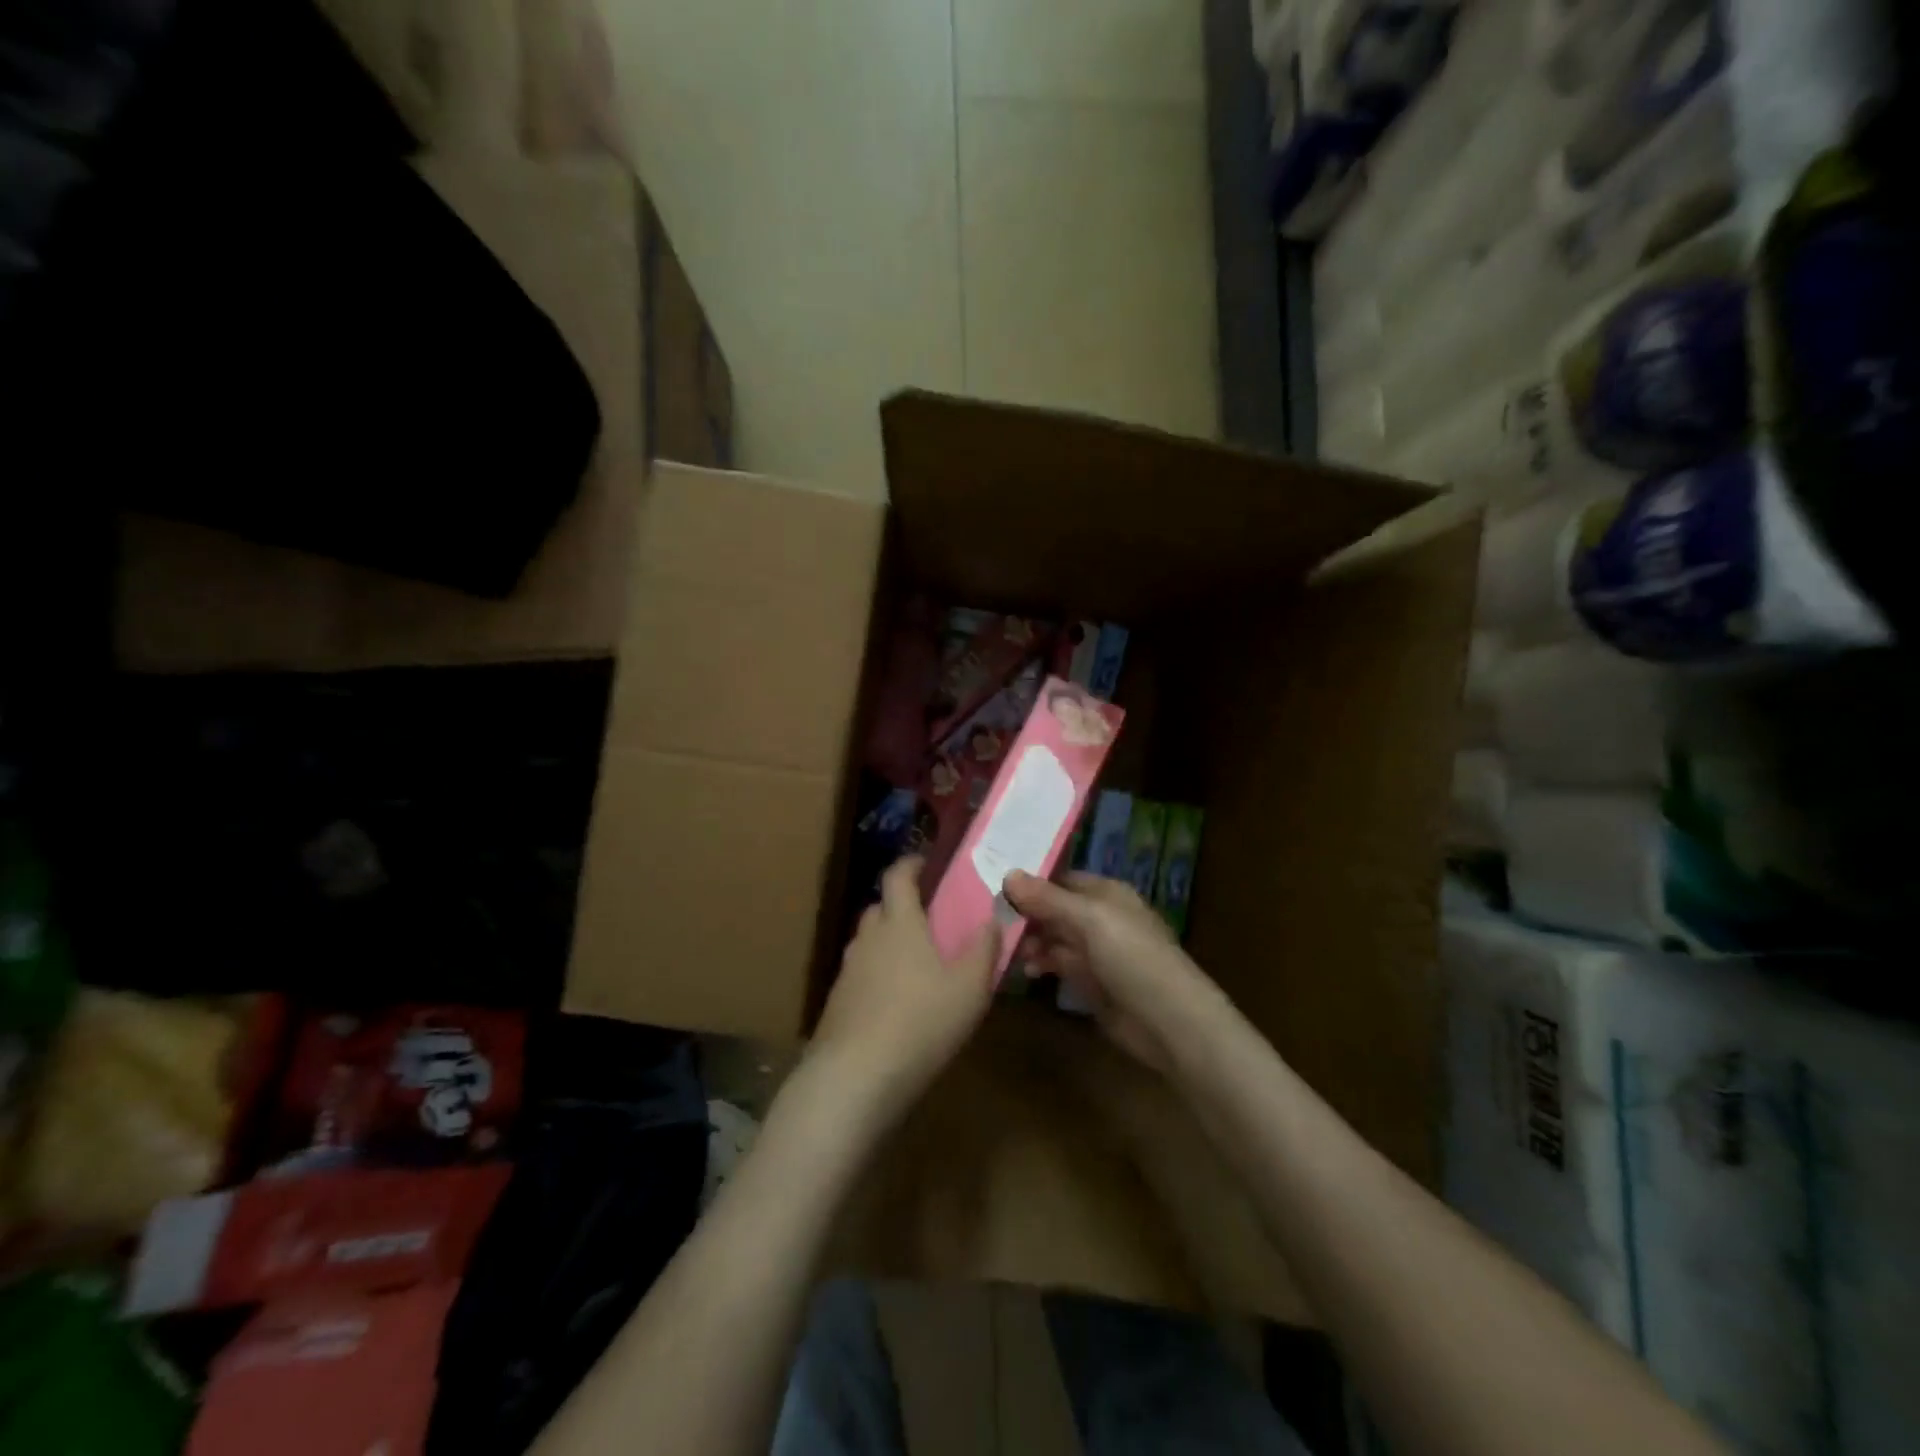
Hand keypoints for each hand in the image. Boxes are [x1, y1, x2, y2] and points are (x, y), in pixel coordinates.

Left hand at [808, 857, 998, 1118]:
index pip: (897, 876)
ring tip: (917, 964)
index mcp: (900, 923)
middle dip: (902, 905)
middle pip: (880, 907)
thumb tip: (992, 918)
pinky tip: (896, 1003)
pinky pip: (861, 974)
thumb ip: (984, 949)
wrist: (854, 1077)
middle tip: (930, 919)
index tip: (927, 863)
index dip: (911, 864)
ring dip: (889, 942)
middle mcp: (868, 938)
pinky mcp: (837, 1002)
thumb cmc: (921, 1022)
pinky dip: (877, 975)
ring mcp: (848, 970)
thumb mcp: (969, 988)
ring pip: (869, 942)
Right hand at [1004, 871, 1217, 1073]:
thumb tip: (1008, 873)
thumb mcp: (1089, 920)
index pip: (1063, 880)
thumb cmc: (1132, 958)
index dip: (1033, 882)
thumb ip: (1048, 899)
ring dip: (1033, 942)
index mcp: (1108, 894)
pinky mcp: (1094, 984)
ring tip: (1010, 950)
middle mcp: (1102, 919)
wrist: (1168, 1022)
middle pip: (1057, 909)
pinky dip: (1044, 965)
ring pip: (1056, 939)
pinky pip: (1061, 966)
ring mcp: (1098, 953)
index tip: (996, 885)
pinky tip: (1027, 971)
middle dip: (1028, 914)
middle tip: (993, 921)